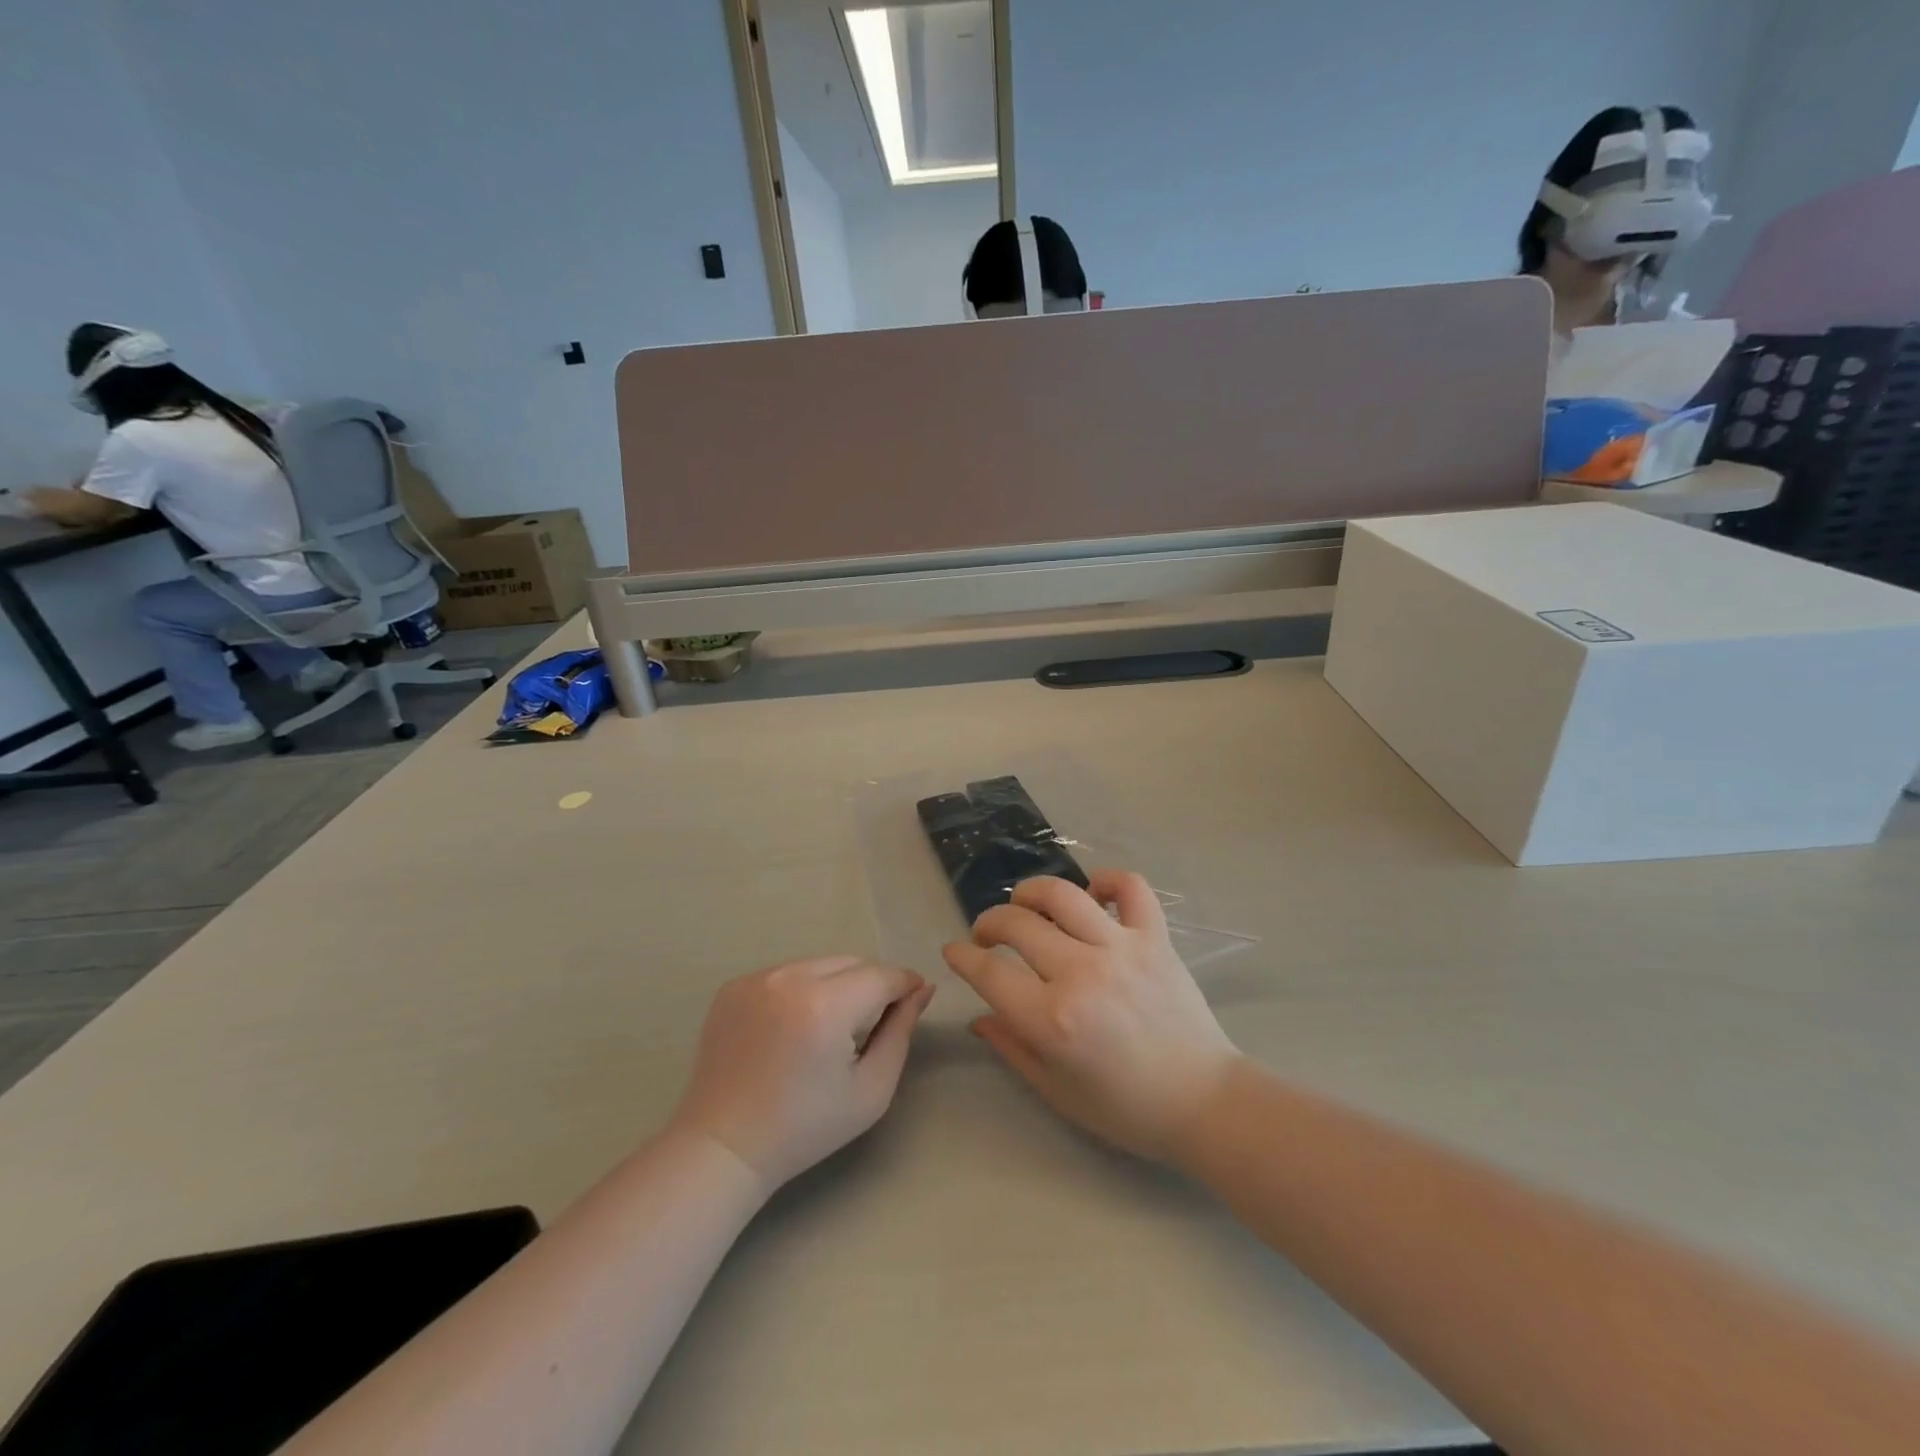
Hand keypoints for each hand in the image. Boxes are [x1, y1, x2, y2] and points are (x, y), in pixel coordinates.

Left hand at [670, 956, 935, 1192]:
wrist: (723, 1147)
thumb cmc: (805, 1128)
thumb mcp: (871, 1089)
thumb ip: (901, 1031)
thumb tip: (922, 989)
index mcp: (825, 1006)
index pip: (881, 975)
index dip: (905, 984)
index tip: (914, 1000)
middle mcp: (789, 979)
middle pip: (851, 962)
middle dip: (871, 984)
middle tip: (873, 1021)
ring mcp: (757, 978)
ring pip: (819, 964)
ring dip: (837, 984)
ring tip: (831, 1026)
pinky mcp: (734, 985)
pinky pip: (787, 973)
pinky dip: (802, 989)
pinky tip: (795, 1027)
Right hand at [943, 872, 1240, 1161]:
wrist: (1204, 1102)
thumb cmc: (1126, 1108)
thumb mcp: (1056, 1090)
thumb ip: (1012, 1047)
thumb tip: (979, 1016)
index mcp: (1052, 1019)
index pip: (988, 972)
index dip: (961, 957)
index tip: (954, 951)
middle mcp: (1081, 973)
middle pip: (1017, 924)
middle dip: (988, 923)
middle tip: (987, 936)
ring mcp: (1121, 948)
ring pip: (1062, 894)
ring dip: (1032, 892)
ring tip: (1026, 904)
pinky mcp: (1155, 937)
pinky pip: (1129, 887)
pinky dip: (1106, 880)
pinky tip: (1093, 894)